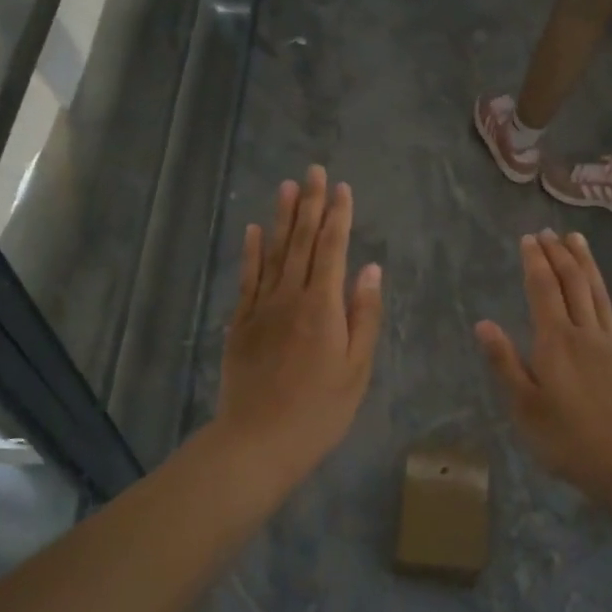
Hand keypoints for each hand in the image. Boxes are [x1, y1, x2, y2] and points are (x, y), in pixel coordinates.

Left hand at [216, 166, 382, 488]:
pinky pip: (246, 279)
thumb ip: (364, 315)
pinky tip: (252, 231)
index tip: (342, 188)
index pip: (332, 249)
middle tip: (313, 170)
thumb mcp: (357, 369)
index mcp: (323, 307)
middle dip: (310, 204)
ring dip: (280, 218)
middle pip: (301, 242)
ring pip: (272, 253)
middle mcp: (290, 297)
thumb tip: (370, 269)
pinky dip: (251, 253)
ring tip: (286, 187)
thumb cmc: (320, 411)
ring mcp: (260, 309)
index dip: (338, 217)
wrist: (258, 441)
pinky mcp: (240, 324)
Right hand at [476, 230, 611, 502]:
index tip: (528, 238)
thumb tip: (483, 323)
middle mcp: (585, 334)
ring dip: (589, 266)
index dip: (535, 262)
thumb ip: (505, 363)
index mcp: (554, 342)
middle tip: (549, 232)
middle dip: (559, 255)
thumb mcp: (524, 407)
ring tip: (579, 240)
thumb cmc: (569, 439)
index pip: (543, 291)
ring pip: (600, 296)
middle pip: (573, 285)